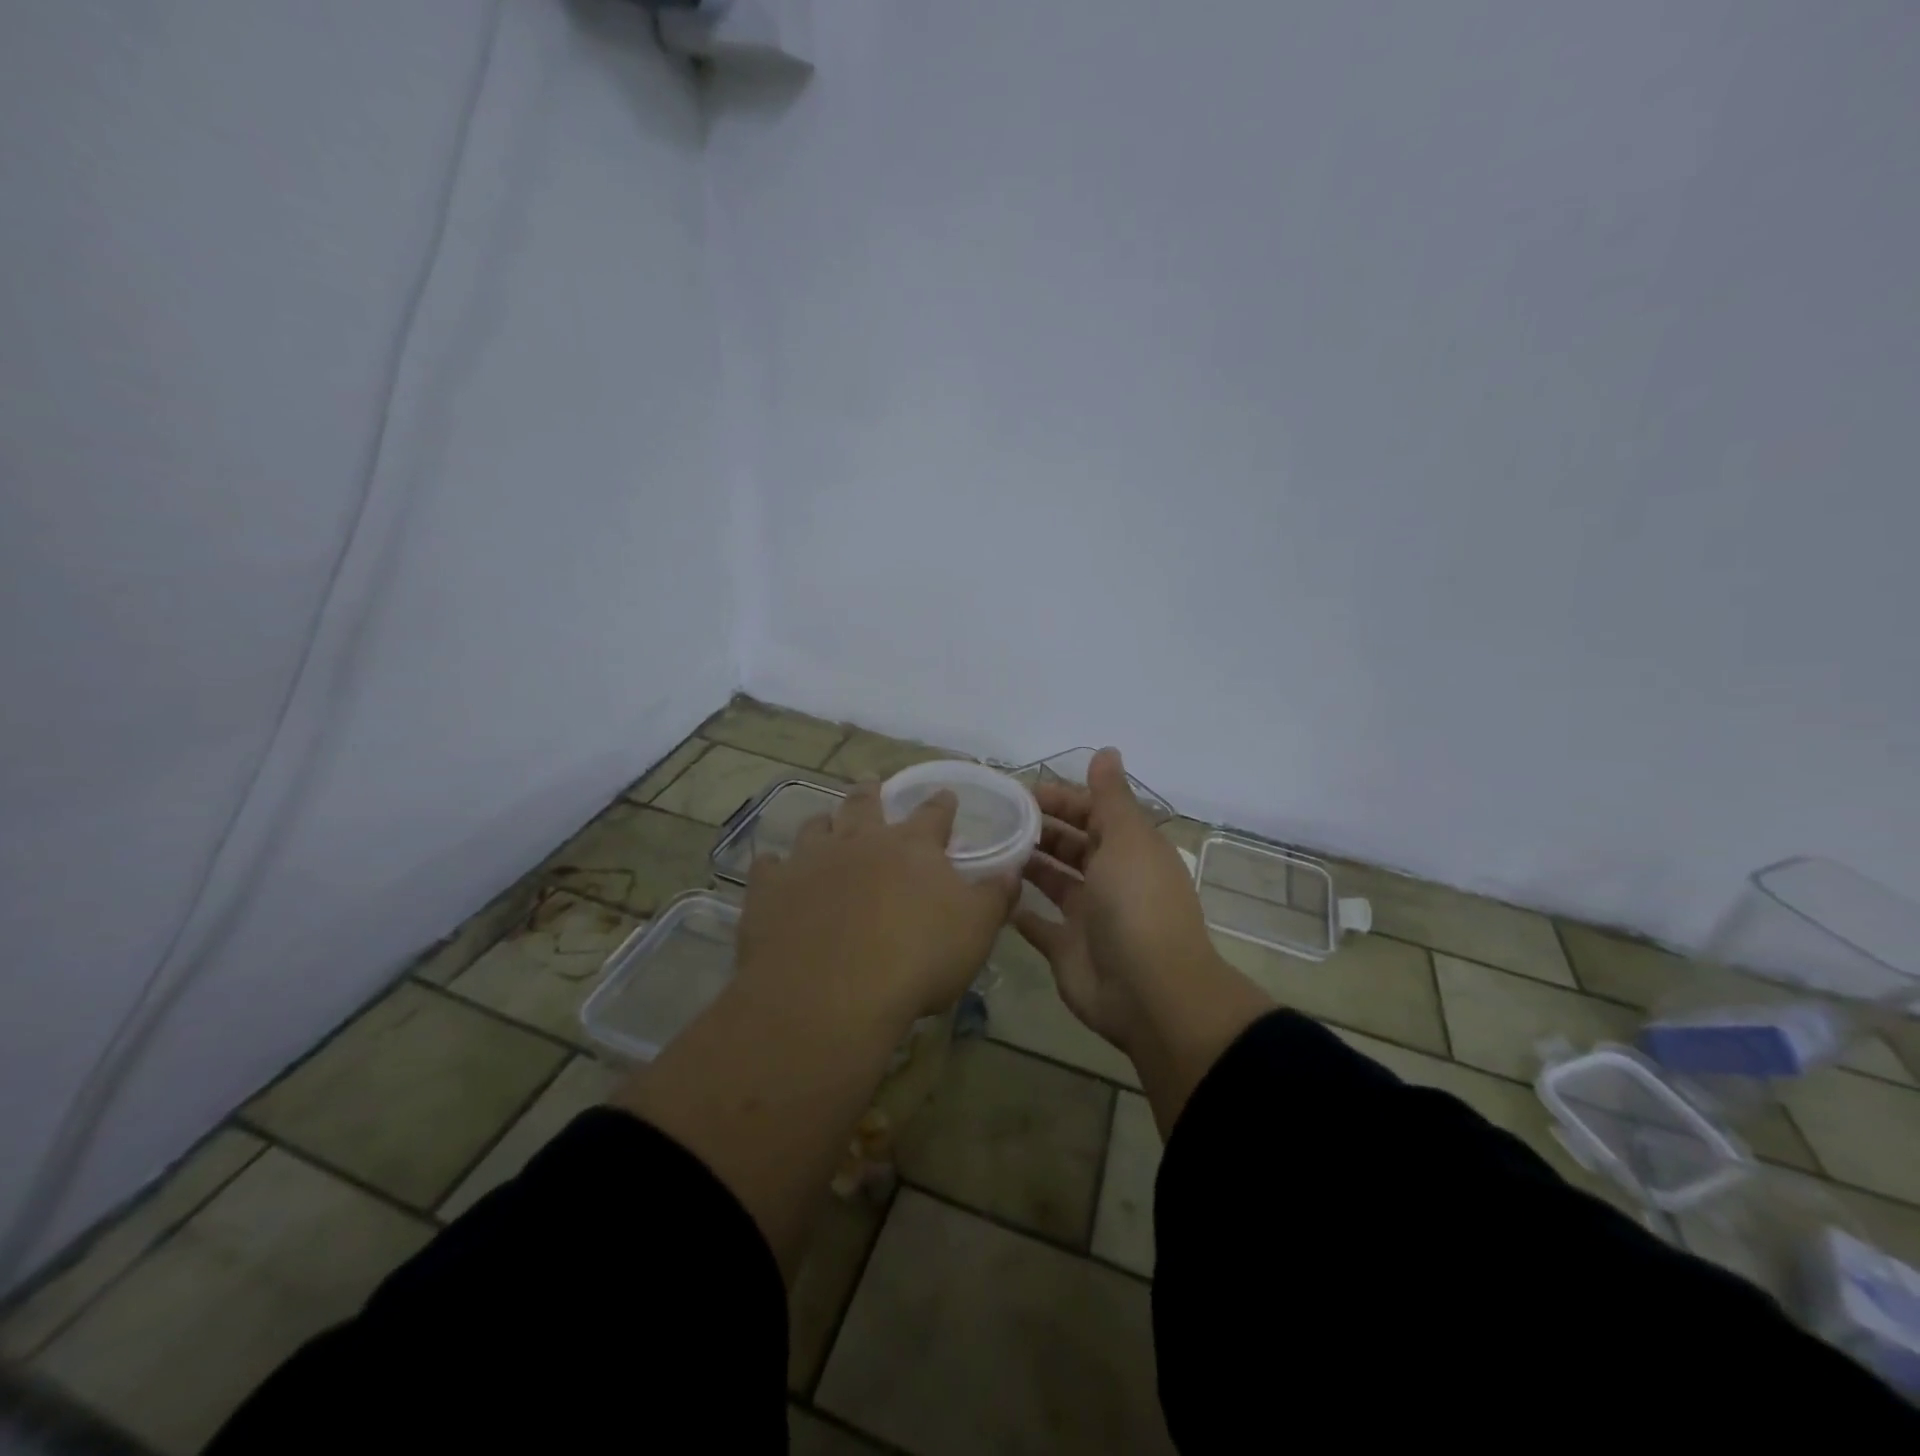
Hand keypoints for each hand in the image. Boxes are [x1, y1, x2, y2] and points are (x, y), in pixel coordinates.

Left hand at [737, 781, 1017, 1032]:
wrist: (830, 994)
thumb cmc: (916, 959)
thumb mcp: (976, 931)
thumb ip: (996, 896)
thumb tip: (1012, 869)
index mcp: (912, 847)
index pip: (934, 814)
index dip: (942, 804)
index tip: (946, 795)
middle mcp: (860, 841)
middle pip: (865, 804)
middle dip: (871, 791)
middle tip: (870, 780)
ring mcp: (810, 861)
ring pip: (816, 827)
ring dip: (823, 822)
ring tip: (824, 820)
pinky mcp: (770, 889)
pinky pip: (769, 867)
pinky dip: (774, 866)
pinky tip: (773, 869)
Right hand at [1015, 748, 1219, 1054]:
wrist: (1149, 991)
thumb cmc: (1136, 903)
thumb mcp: (1126, 838)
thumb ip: (1110, 796)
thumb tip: (1107, 750)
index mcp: (1127, 848)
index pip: (1092, 812)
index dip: (1060, 799)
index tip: (1018, 792)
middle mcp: (1109, 877)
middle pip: (1070, 844)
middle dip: (1039, 828)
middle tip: (994, 819)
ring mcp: (1088, 915)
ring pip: (1052, 880)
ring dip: (1027, 864)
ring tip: (987, 848)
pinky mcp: (1067, 949)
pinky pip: (1038, 925)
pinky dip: (1019, 911)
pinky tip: (992, 893)